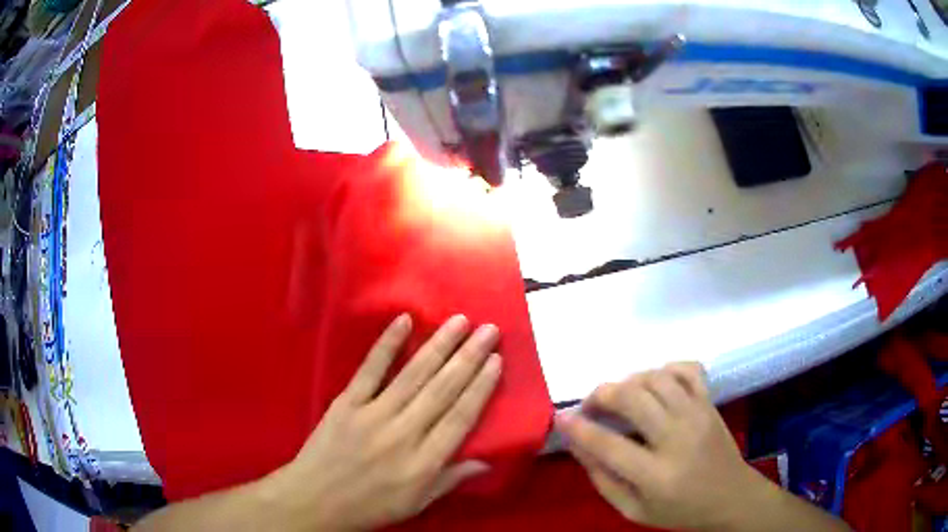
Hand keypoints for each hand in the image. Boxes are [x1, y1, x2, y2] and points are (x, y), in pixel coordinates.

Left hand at [268, 314, 501, 530]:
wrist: (315, 500)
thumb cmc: (370, 506)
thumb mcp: (416, 504)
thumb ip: (450, 479)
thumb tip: (487, 462)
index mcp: (423, 462)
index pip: (460, 417)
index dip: (480, 387)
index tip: (497, 361)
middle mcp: (403, 433)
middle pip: (442, 390)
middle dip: (469, 357)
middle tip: (489, 329)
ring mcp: (372, 414)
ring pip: (413, 374)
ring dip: (439, 345)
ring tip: (459, 321)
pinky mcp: (347, 402)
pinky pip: (370, 369)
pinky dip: (387, 344)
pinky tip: (404, 321)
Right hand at [555, 363, 761, 530]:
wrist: (732, 497)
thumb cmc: (680, 510)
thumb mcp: (634, 510)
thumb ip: (604, 480)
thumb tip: (579, 446)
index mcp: (657, 475)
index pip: (608, 445)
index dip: (579, 428)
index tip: (561, 418)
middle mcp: (678, 438)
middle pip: (632, 398)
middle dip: (601, 394)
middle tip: (590, 406)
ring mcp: (698, 414)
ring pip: (656, 378)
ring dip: (630, 381)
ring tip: (620, 397)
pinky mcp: (710, 402)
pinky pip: (688, 369)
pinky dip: (666, 368)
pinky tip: (655, 383)